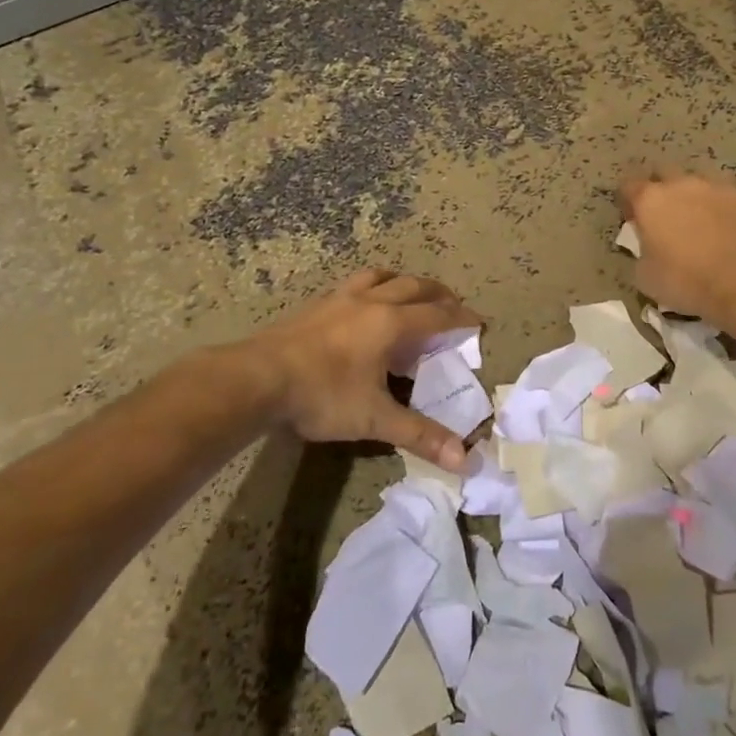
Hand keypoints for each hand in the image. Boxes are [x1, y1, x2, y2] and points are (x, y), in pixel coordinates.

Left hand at [246, 270, 481, 468]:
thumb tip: (464, 459)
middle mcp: (371, 301)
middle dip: (439, 294)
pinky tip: (363, 304)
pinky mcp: (316, 303)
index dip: (461, 317)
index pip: (438, 314)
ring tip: (410, 294)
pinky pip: (355, 283)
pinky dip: (373, 286)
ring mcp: (340, 298)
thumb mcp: (375, 419)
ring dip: (404, 282)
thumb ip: (420, 435)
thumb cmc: (322, 395)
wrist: (257, 378)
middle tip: (452, 306)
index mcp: (391, 323)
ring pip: (382, 276)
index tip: (478, 322)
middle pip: (414, 286)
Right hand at [618, 170, 735, 323]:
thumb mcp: (645, 275)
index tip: (633, 220)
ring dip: (694, 198)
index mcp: (651, 199)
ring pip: (700, 184)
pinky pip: (728, 200)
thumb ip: (642, 250)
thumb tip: (649, 246)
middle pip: (665, 175)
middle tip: (665, 218)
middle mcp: (682, 184)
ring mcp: (718, 188)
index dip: (628, 202)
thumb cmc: (685, 281)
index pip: (629, 186)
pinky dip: (724, 211)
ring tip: (700, 224)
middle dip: (662, 192)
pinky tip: (728, 233)